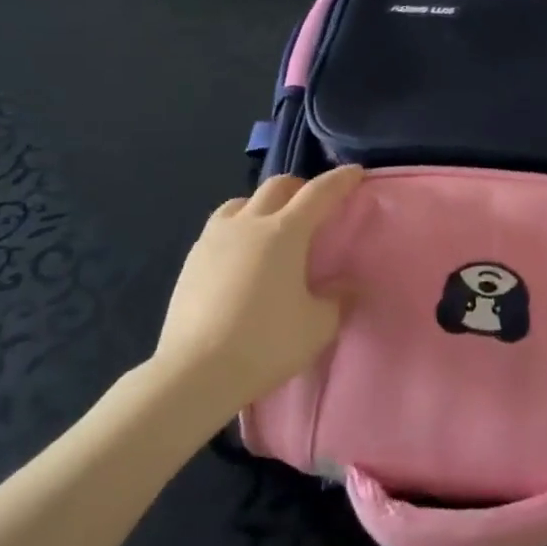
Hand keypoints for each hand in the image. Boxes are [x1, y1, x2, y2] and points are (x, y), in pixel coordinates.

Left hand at [153, 166, 364, 412]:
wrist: (194, 373)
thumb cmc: (265, 343)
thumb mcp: (317, 327)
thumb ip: (337, 300)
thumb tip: (345, 286)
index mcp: (285, 232)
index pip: (319, 192)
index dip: (340, 180)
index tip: (355, 172)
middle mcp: (249, 223)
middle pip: (277, 186)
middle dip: (300, 187)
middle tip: (313, 204)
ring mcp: (215, 238)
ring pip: (242, 202)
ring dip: (263, 204)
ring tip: (271, 226)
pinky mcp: (191, 260)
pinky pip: (220, 227)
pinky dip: (238, 228)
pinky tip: (240, 255)